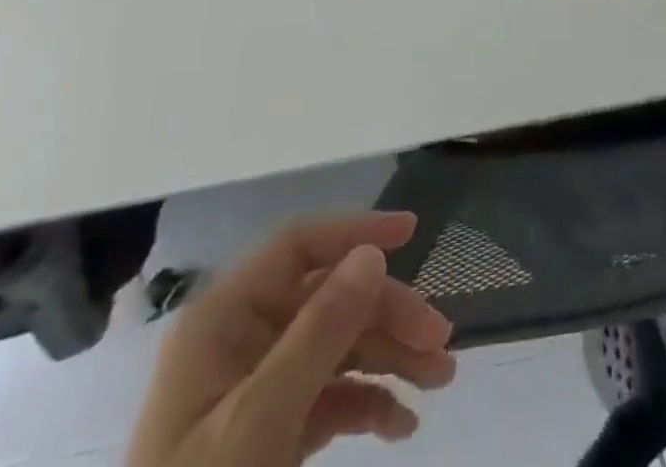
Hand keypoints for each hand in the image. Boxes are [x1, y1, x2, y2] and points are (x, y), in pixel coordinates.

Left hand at [126, 213, 456, 466]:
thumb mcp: (259, 423)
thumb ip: (318, 334)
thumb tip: (373, 254)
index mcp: (224, 320)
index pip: (298, 248)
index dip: (356, 232)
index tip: (413, 234)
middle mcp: (241, 341)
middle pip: (329, 299)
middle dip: (388, 315)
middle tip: (440, 342)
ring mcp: (255, 388)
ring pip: (336, 346)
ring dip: (390, 357)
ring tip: (440, 380)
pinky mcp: (268, 433)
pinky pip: (328, 397)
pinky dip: (368, 404)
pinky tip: (402, 425)